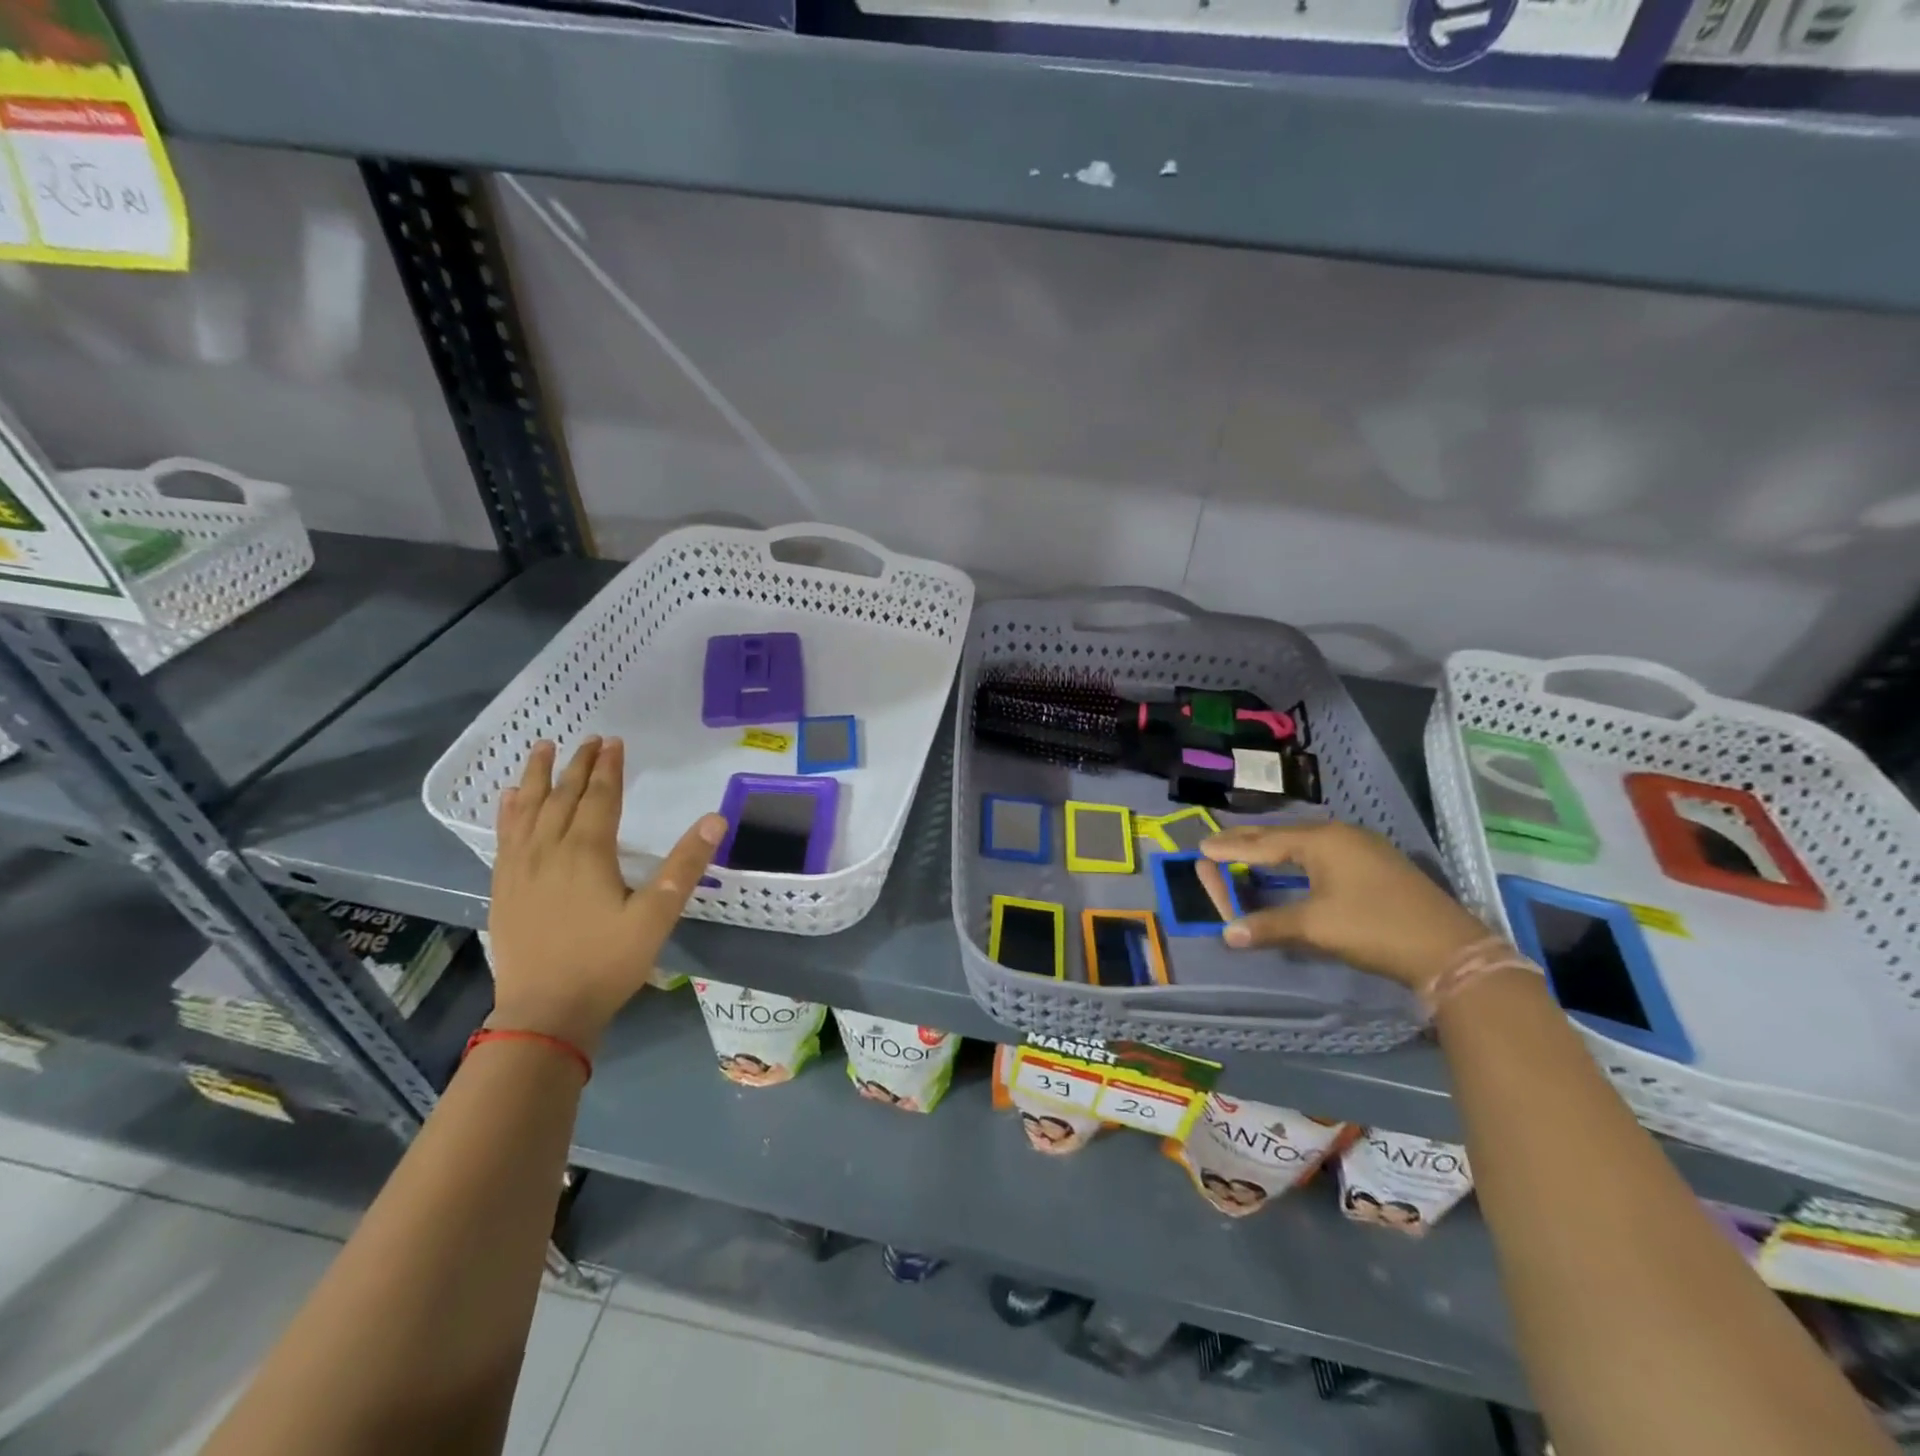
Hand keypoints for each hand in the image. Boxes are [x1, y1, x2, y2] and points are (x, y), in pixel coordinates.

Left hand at [486, 737, 725, 1054]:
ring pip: (529, 810)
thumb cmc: (606, 963)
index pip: (599, 797)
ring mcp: (521, 868)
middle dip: (578, 765)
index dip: (608, 768)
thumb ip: (685, 865)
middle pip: (563, 797)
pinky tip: (511, 798)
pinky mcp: (504, 887)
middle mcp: (549, 850)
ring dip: (538, 776)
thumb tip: (715, 818)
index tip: (613, 741)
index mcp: (587, 853)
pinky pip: (505, 836)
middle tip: (588, 738)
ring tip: (543, 748)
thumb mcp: (657, 916)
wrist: (544, 1013)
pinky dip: (509, 811)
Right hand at [1196, 822, 1486, 988]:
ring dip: (1274, 848)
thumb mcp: (1316, 926)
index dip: (1232, 848)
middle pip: (1284, 835)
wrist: (1450, 950)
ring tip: (1248, 850)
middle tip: (1217, 843)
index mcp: (1322, 840)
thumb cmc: (1374, 927)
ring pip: (1305, 843)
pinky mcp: (1377, 865)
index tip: (1202, 848)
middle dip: (1249, 841)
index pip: (1265, 842)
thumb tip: (1227, 933)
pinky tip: (1294, 864)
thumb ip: (1269, 925)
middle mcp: (1341, 835)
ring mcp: (1363, 848)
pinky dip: (1297, 857)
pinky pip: (1323, 852)